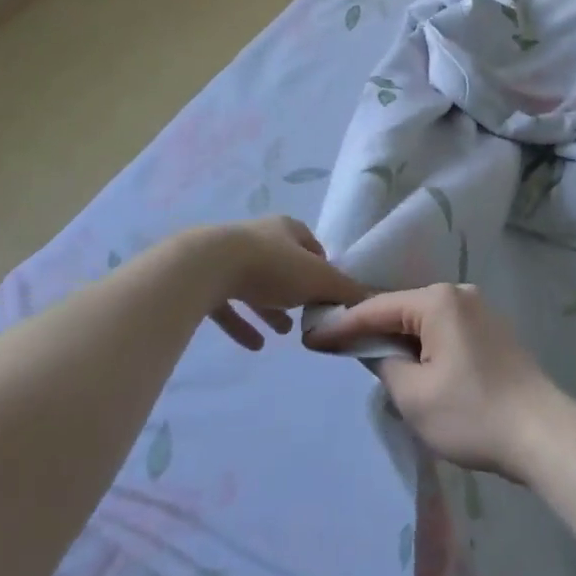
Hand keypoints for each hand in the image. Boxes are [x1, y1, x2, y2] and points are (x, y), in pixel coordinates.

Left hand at [168, 217, 372, 350]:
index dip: (323, 268)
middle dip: (296, 292)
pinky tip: (254, 345)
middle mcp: (258, 238)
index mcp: (286, 229)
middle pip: (284, 266)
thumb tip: (370, 298)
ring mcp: (228, 259)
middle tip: (307, 316)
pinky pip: (228, 305)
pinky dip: (242, 324)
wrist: (206, 267)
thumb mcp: (317, 279)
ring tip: (284, 333)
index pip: (311, 245)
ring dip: (270, 309)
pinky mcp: (206, 281)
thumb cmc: (270, 266)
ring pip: (256, 286)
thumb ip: (344, 290)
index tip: (330, 293)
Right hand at [304, 284, 564, 480]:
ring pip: (424, 321)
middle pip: (402, 309)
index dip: (342, 325)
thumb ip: (385, 365)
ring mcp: (480, 311)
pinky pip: (445, 330)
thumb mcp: (414, 396)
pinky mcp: (492, 332)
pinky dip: (423, 344)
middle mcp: (459, 294)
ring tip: (366, 354)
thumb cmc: (472, 414)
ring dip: (398, 339)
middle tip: (334, 344)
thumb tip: (380, 353)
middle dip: (370, 329)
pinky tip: (410, 362)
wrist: (543, 434)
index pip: (377, 308)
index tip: (311, 338)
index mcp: (438, 301)